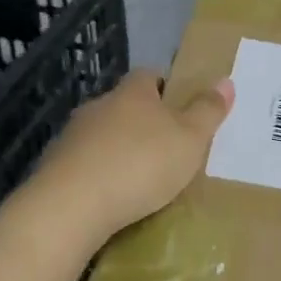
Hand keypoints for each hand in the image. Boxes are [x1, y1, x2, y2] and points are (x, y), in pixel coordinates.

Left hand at [33, 68, 234, 243]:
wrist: (71, 205)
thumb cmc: (140, 164)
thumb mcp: (189, 139)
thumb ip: (207, 111)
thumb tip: (225, 80)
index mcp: (132, 93)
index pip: (149, 75)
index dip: (166, 87)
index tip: (180, 105)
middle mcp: (99, 106)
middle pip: (124, 105)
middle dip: (142, 121)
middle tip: (166, 145)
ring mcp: (72, 136)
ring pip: (102, 135)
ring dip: (118, 149)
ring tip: (139, 176)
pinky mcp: (54, 167)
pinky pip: (84, 164)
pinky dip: (99, 174)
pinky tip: (110, 196)